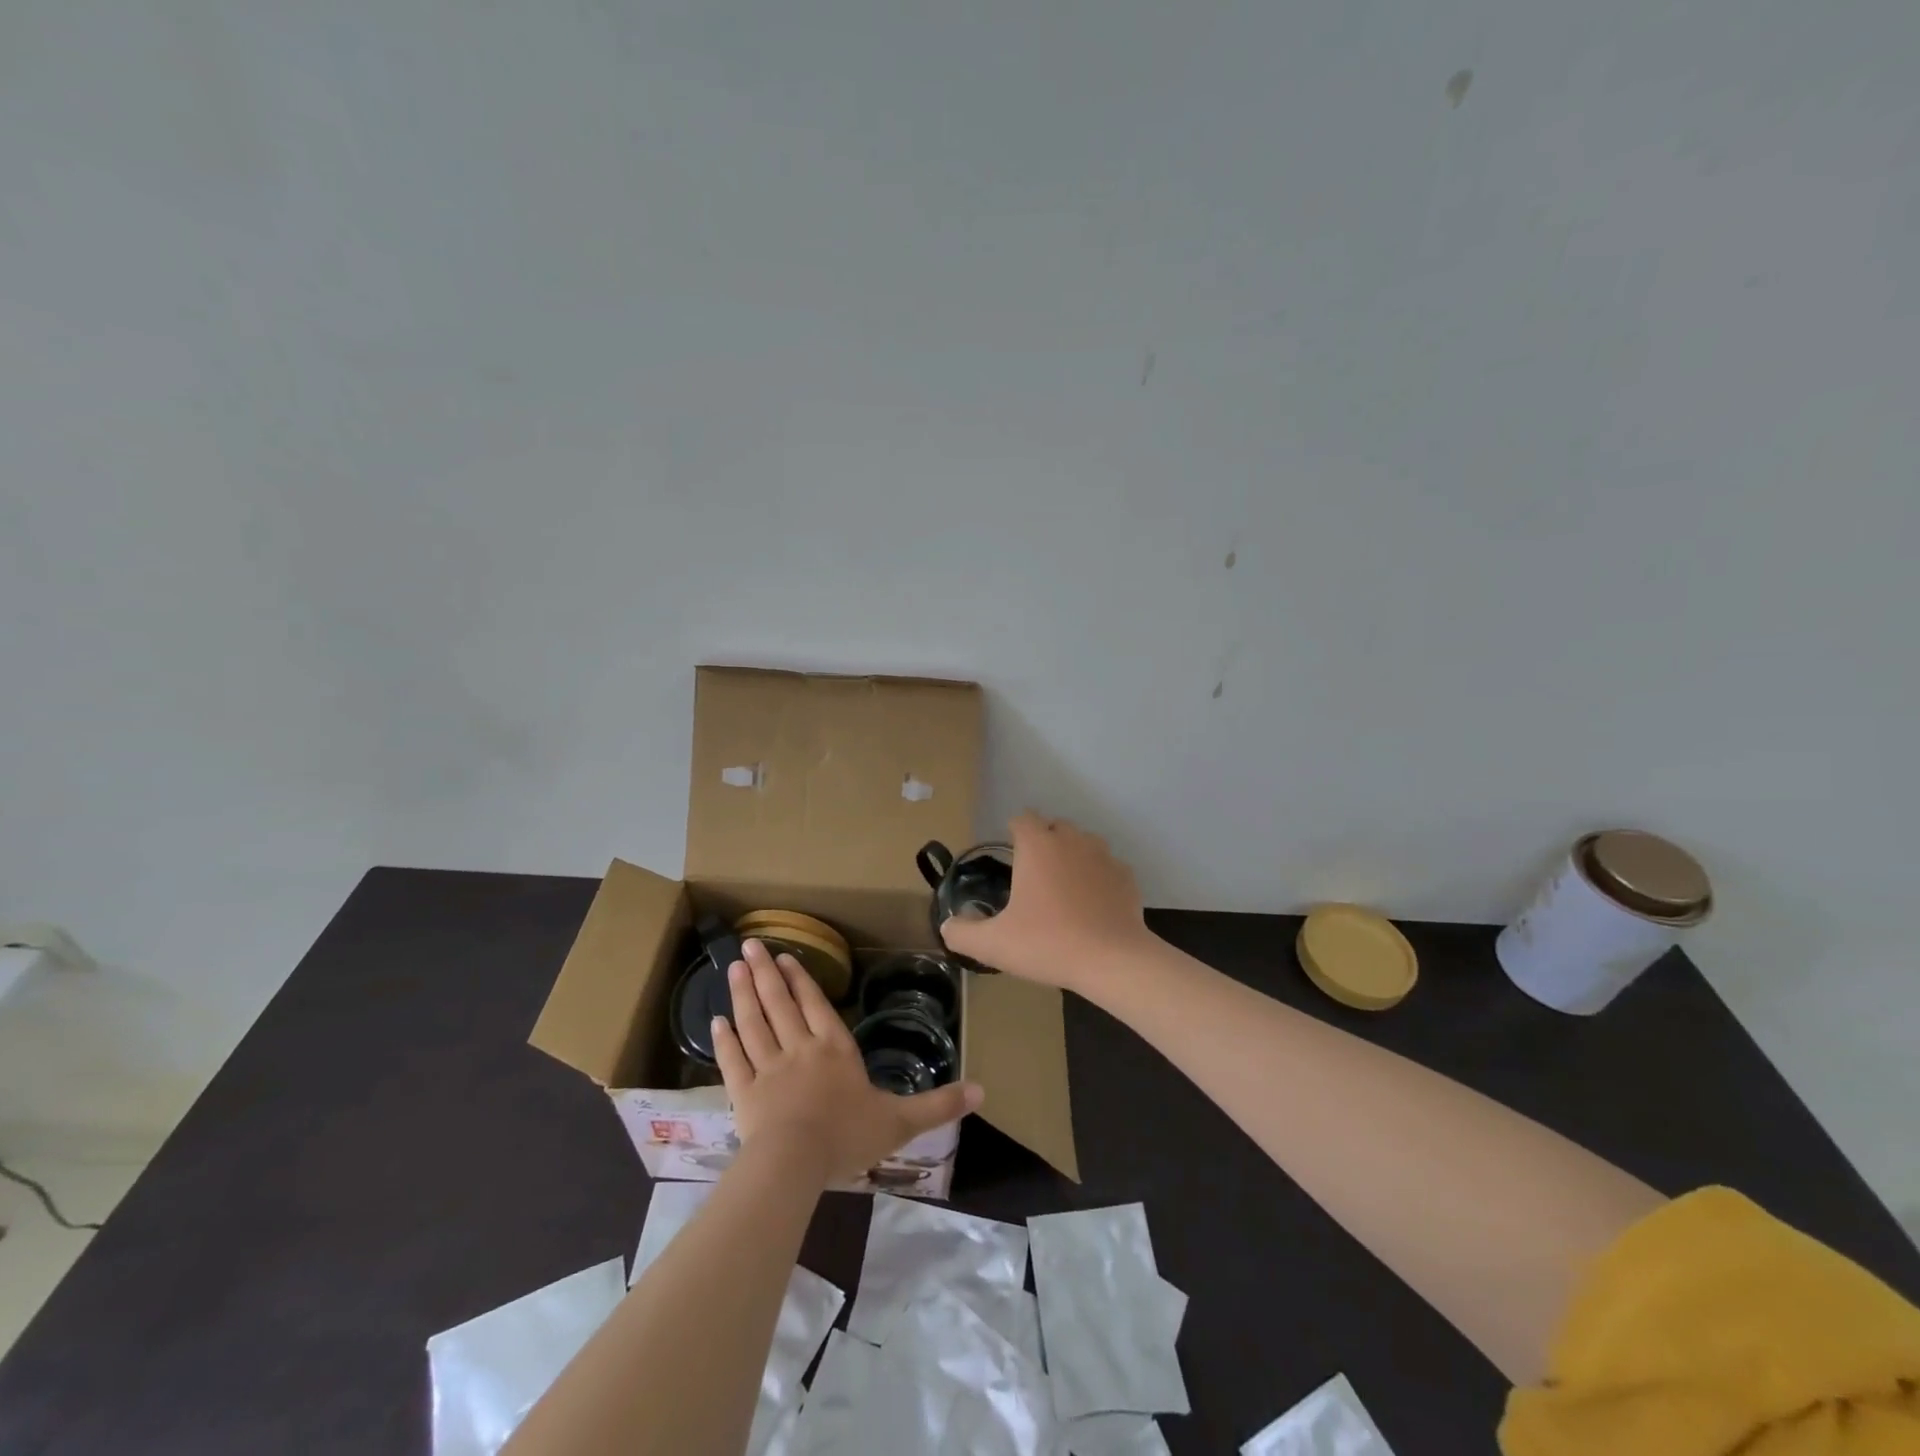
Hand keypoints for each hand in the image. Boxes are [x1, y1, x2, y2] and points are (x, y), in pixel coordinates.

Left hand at [713, 939, 982, 1184]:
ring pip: (754, 1023)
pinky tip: (715, 1021)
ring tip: (734, 967)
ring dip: (743, 994)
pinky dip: (724, 1040)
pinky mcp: (744, 1093)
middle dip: (766, 973)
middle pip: (780, 1004)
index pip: (816, 1006)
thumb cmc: (848, 1137)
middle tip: (750, 945)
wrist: (795, 1164)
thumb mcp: (901, 1122)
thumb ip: (938, 1104)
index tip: (785, 957)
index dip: (801, 980)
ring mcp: (768, 1069)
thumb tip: (983, 1091)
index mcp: (835, 1050)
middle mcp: (799, 1049)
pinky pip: (733, 1060)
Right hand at [939, 813, 1152, 991]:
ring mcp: (1104, 856)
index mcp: (1038, 845)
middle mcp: (1072, 840)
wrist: (1112, 961)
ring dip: (1071, 857)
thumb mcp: (993, 944)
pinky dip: (1097, 879)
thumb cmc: (1047, 944)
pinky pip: (1106, 868)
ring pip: (1083, 844)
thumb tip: (947, 925)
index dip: (1013, 833)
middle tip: (1032, 878)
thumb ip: (962, 933)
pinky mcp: (1127, 877)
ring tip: (1062, 890)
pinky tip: (1091, 906)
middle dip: (1043, 843)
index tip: (1009, 857)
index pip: (1022, 818)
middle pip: (1054, 827)